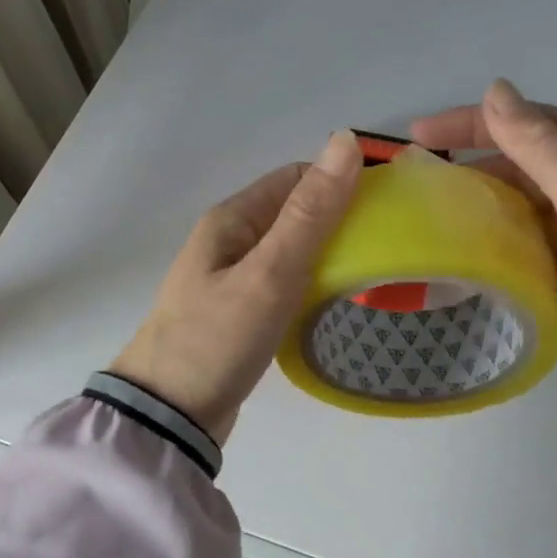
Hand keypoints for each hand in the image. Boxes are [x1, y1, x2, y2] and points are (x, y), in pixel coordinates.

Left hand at [111, 131, 363, 443]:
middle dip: (340, 219)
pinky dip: (313, 281)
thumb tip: (345, 140)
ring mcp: (233, 276)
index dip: (341, 182)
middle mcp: (231, 238)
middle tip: (388, 244)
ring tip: (373, 270)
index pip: (297, 178)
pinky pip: (285, 280)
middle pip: (296, 212)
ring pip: (293, 248)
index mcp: (233, 218)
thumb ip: (310, 212)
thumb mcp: (270, 272)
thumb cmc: (218, 338)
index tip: (386, 207)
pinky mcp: (240, 309)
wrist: (168, 417)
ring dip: (329, 252)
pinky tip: (337, 298)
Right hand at [410, 80, 556, 404]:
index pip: (532, 122)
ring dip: (485, 205)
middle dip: (475, 165)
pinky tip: (469, 250)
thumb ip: (540, 144)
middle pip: (527, 163)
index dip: (474, 122)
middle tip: (419, 180)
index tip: (419, 136)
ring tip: (432, 214)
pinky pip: (534, 248)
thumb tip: (495, 89)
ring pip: (526, 206)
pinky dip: (502, 245)